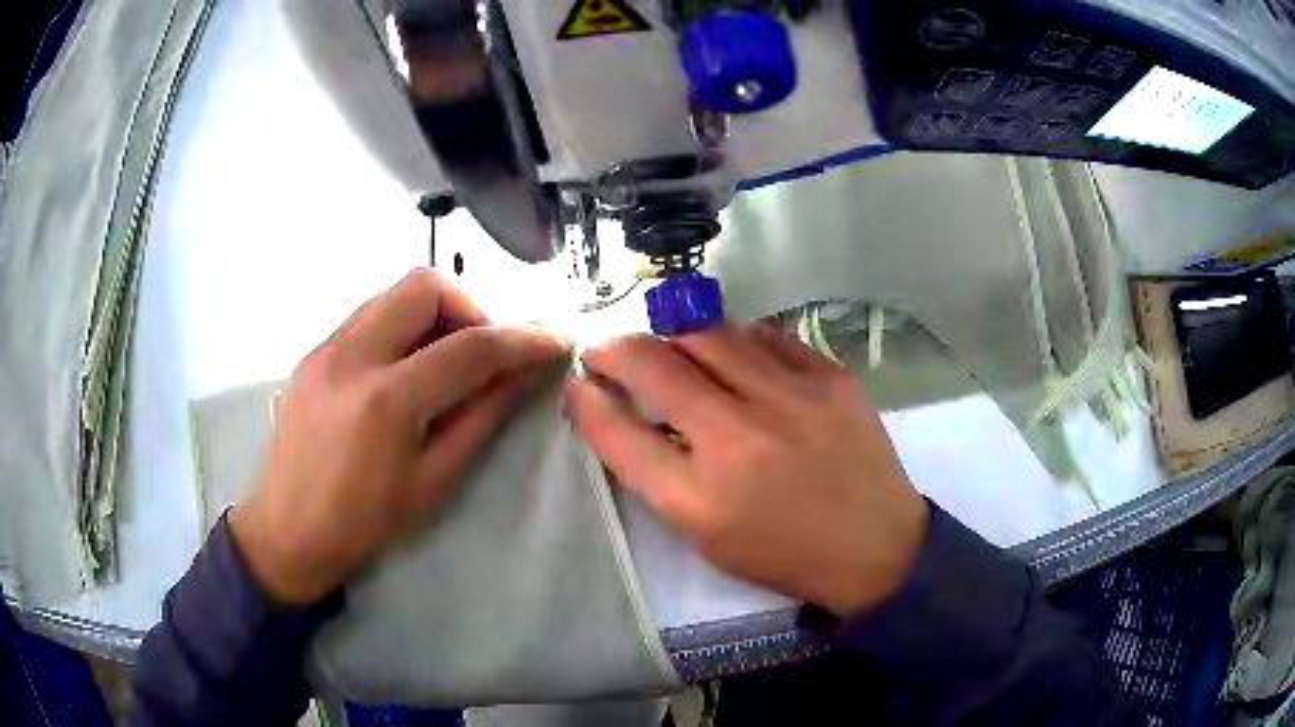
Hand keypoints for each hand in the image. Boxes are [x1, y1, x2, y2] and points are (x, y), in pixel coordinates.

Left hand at [230, 270, 571, 604]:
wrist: (287, 531)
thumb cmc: (366, 522)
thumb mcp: (435, 481)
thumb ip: (483, 417)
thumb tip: (528, 374)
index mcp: (386, 401)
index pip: (470, 346)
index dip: (524, 339)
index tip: (556, 341)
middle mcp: (351, 355)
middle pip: (425, 286)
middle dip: (470, 309)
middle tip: (482, 356)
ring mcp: (326, 347)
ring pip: (395, 293)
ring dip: (435, 315)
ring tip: (445, 363)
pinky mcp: (313, 351)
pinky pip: (370, 315)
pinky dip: (403, 328)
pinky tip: (406, 371)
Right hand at [566, 324, 927, 617]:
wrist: (876, 547)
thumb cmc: (782, 553)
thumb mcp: (706, 534)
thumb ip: (659, 473)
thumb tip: (621, 410)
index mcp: (701, 497)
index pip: (619, 431)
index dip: (588, 400)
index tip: (579, 384)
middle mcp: (741, 438)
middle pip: (656, 364)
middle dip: (616, 349)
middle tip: (609, 351)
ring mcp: (792, 398)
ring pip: (709, 333)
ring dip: (674, 336)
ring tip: (671, 349)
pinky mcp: (831, 377)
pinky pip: (765, 335)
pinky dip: (735, 340)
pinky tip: (733, 354)